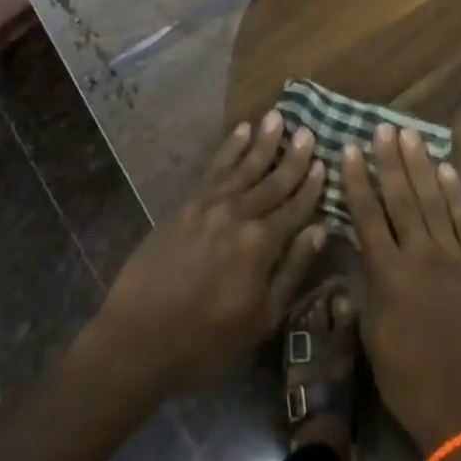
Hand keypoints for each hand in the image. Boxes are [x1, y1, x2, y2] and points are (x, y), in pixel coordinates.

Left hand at [90, 111, 325, 398]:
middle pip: (272, 180)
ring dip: (263, 141)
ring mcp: (209, 205)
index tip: (324, 163)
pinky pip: (214, 168)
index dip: (311, 186)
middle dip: (293, 157)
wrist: (136, 340)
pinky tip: (241, 132)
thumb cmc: (204, 342)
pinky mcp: (185, 204)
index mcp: (261, 244)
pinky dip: (229, 148)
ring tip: (278, 117)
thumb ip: (291, 271)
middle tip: (308, 132)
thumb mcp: (260, 320)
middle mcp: (238, 214)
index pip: (295, 208)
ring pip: (244, 166)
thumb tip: (318, 230)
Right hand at [343, 127, 460, 457]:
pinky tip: (446, 169)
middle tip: (383, 128)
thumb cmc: (406, 377)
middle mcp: (419, 255)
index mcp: (387, 274)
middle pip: (401, 198)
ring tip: (411, 135)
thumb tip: (354, 247)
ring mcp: (451, 257)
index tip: (349, 149)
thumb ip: (364, 284)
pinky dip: (455, 193)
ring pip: (433, 201)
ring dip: (421, 165)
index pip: (367, 215)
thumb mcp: (371, 333)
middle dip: (390, 160)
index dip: (357, 180)